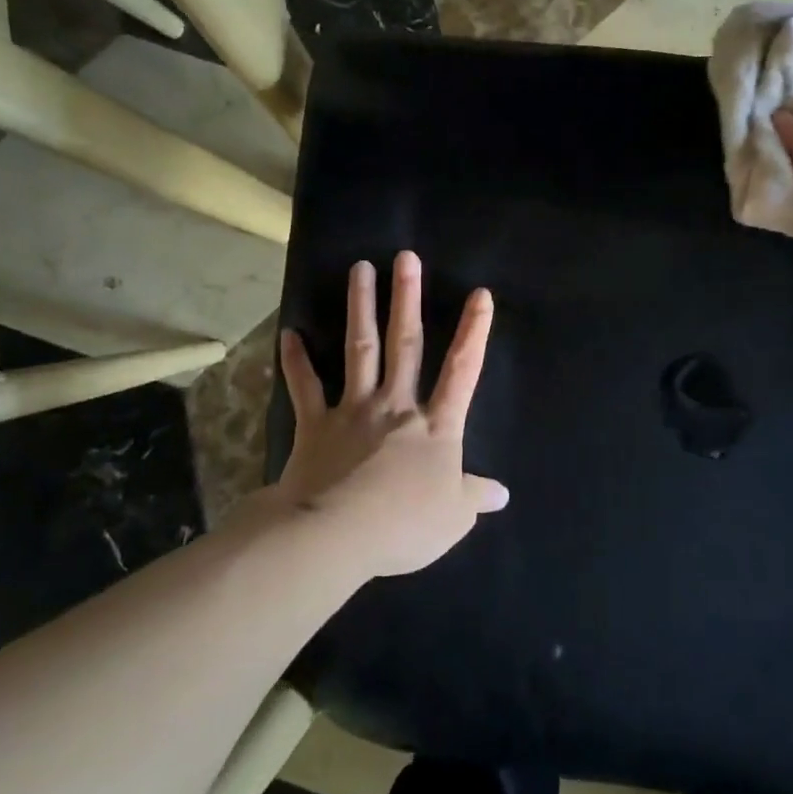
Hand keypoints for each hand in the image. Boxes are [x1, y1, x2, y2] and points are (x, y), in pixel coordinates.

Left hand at [272, 251, 507, 577]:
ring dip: (361, 308)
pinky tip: (290, 333)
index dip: (474, 332)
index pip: (462, 370)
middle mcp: (396, 405)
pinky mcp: (316, 425)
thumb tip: (502, 493)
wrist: (334, 536)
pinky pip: (306, 387)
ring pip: (360, 350)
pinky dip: (296, 361)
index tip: (480, 294)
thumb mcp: (453, 518)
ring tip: (360, 268)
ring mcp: (353, 410)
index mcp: (435, 426)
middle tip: (406, 257)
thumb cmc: (402, 525)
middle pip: (405, 344)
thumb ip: (475, 497)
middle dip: (407, 299)